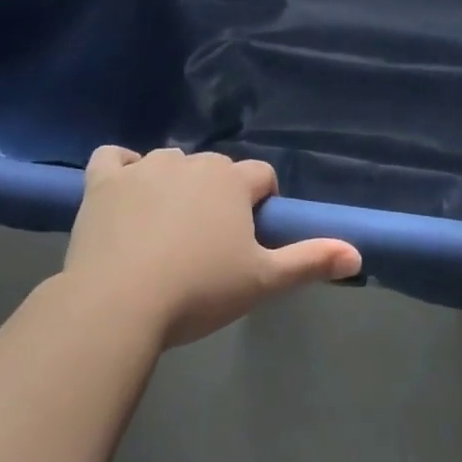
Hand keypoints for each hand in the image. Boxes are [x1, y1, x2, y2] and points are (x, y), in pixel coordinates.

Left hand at [62, 146, 360, 348]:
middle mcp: (192, 163)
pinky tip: (124, 191)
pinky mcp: (103, 181)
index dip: (260, 203)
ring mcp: (144, 168)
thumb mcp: (262, 281)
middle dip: (218, 196)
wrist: (118, 304)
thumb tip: (358, 254)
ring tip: (166, 228)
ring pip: (169, 162)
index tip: (249, 237)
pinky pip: (113, 158)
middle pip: (215, 170)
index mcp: (232, 181)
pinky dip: (120, 168)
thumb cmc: (198, 291)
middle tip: (208, 243)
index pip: (261, 176)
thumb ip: (310, 261)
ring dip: (174, 183)